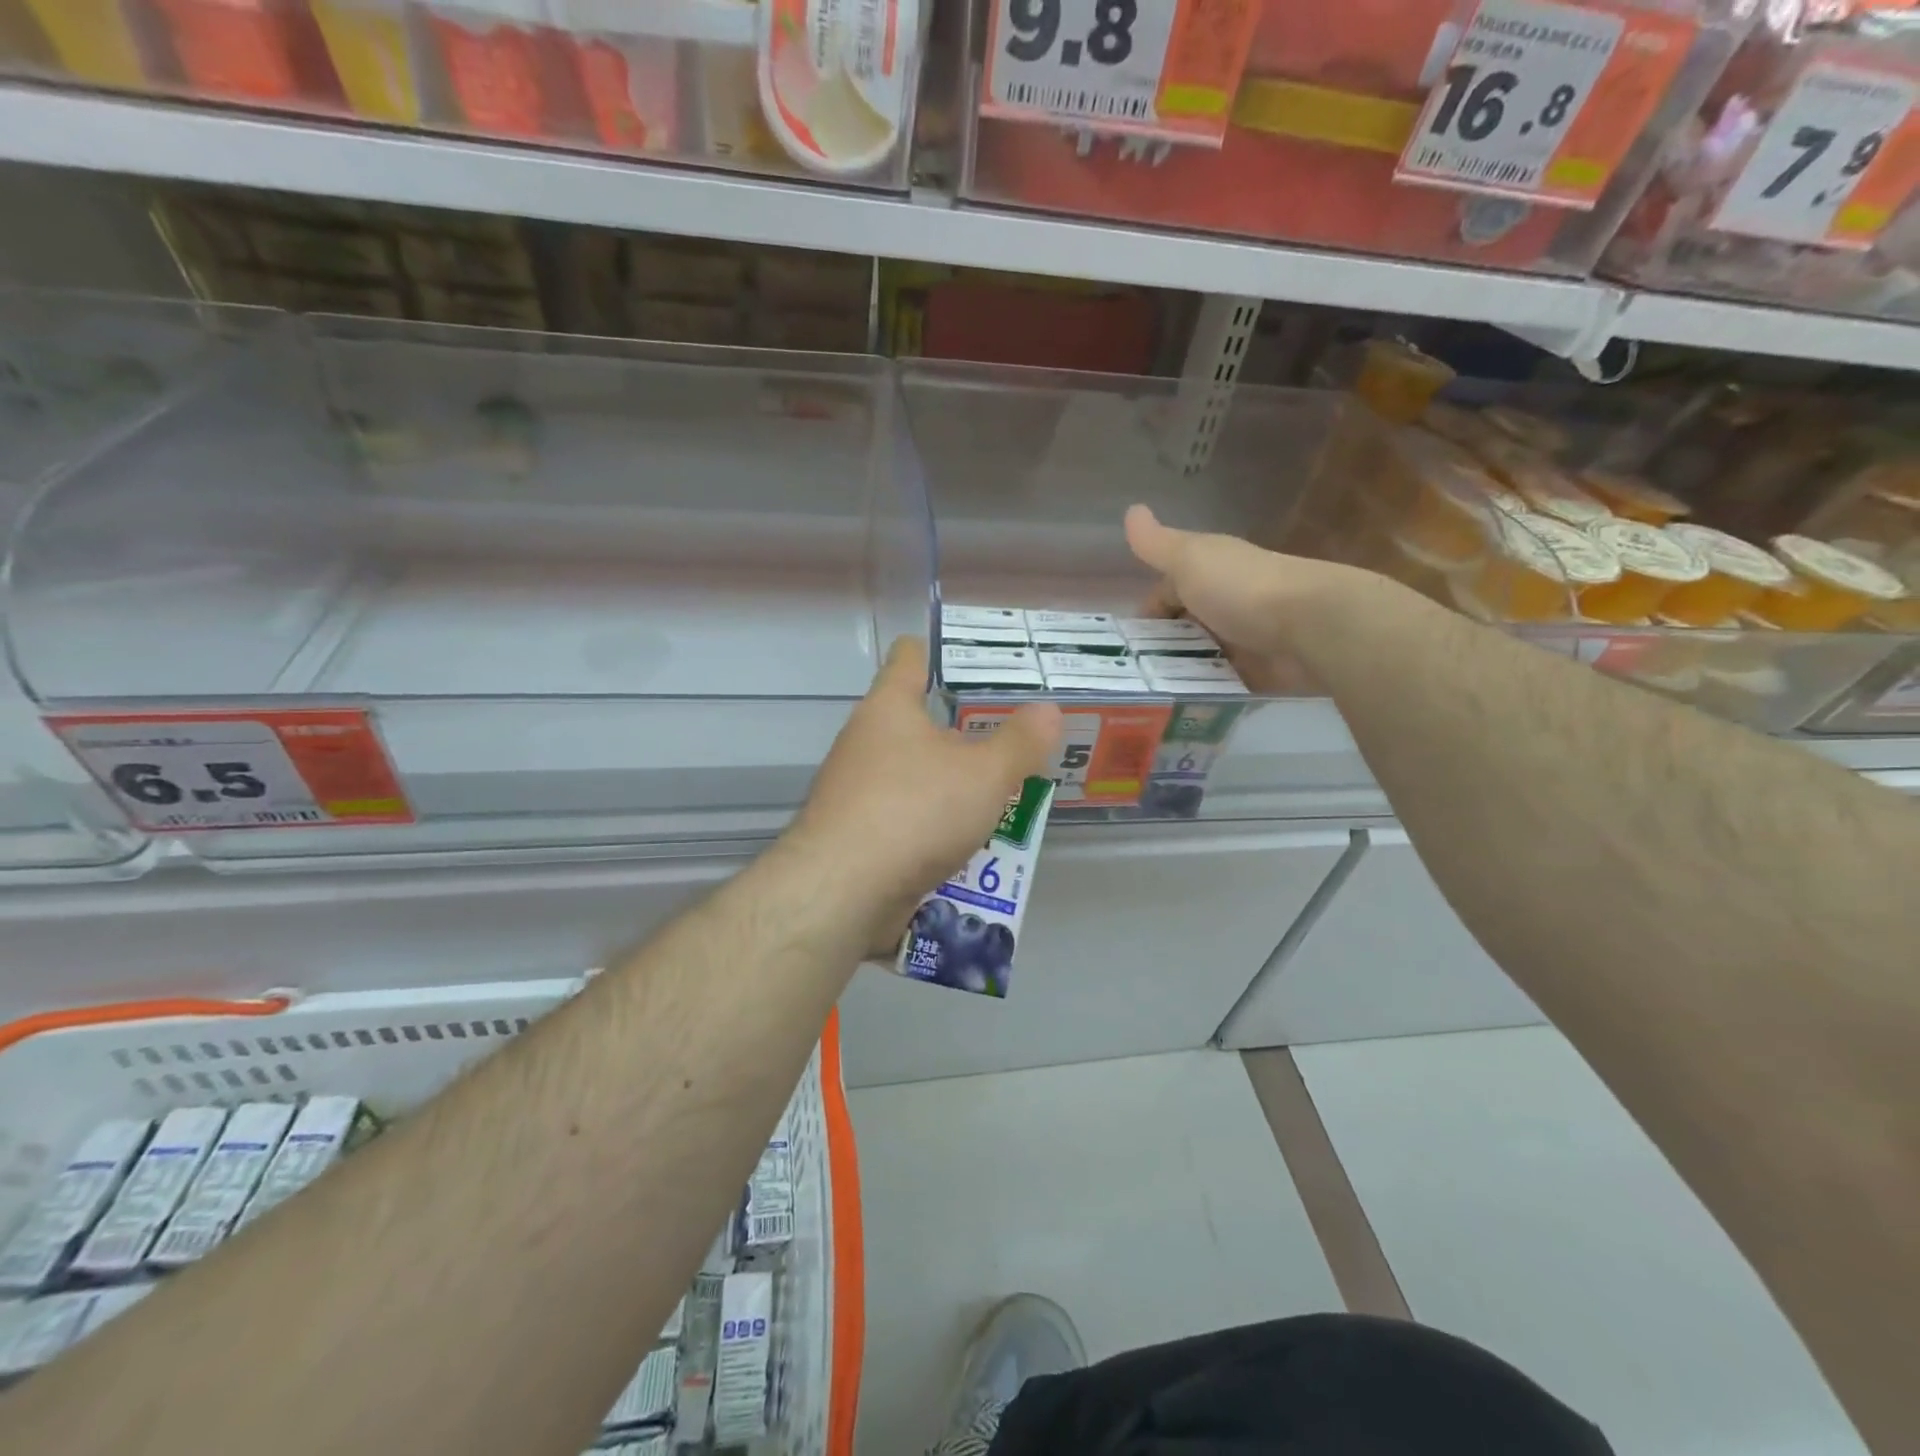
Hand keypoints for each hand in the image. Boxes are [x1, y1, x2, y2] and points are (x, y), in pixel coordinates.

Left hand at [786, 638, 1061, 953]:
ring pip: (913, 775)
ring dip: (951, 785)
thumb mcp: (985, 774)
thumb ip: (1020, 742)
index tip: (973, 661)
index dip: (939, 651)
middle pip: (916, 723)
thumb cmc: (915, 810)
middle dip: (961, 734)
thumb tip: (1047, 710)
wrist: (842, 892)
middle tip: (1011, 741)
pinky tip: (966, 844)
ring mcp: (854, 790)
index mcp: (890, 708)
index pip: (909, 658)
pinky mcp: (854, 835)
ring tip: (1000, 797)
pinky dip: (933, 825)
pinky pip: (904, 818)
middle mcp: (865, 741)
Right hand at [1124, 504, 1370, 685]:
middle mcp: (1228, 600)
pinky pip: (1225, 682)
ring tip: (1152, 695)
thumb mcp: (1190, 560)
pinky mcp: (1261, 669)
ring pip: (1203, 654)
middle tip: (1133, 674)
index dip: (1148, 611)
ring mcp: (1245, 636)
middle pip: (1185, 624)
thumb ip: (1157, 544)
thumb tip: (1130, 509)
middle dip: (1161, 645)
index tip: (1126, 640)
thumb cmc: (1242, 588)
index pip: (1169, 590)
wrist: (1311, 625)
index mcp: (1211, 570)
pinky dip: (1208, 692)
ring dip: (1182, 670)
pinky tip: (1184, 706)